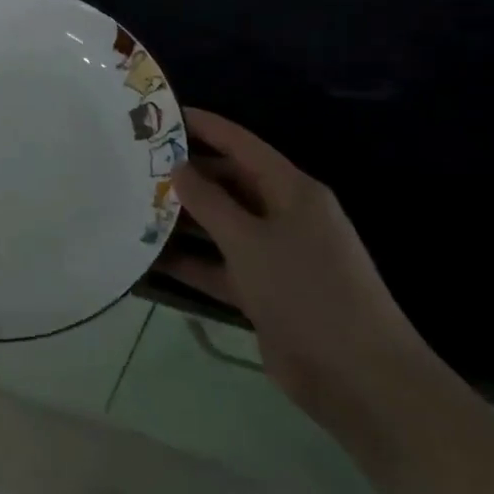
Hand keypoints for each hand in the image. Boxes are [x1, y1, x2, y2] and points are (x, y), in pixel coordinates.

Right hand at [159, 109, 435, 430]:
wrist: (360, 380)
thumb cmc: (307, 292)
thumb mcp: (250, 241)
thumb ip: (209, 202)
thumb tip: (178, 167)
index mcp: (292, 191)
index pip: (241, 144)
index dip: (204, 126)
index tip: (162, 113)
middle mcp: (283, 216)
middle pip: (228, 183)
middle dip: (186, 173)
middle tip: (136, 162)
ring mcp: (273, 256)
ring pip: (219, 225)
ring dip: (182, 218)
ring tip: (133, 203)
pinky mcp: (262, 292)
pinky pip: (217, 266)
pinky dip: (189, 262)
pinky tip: (147, 256)